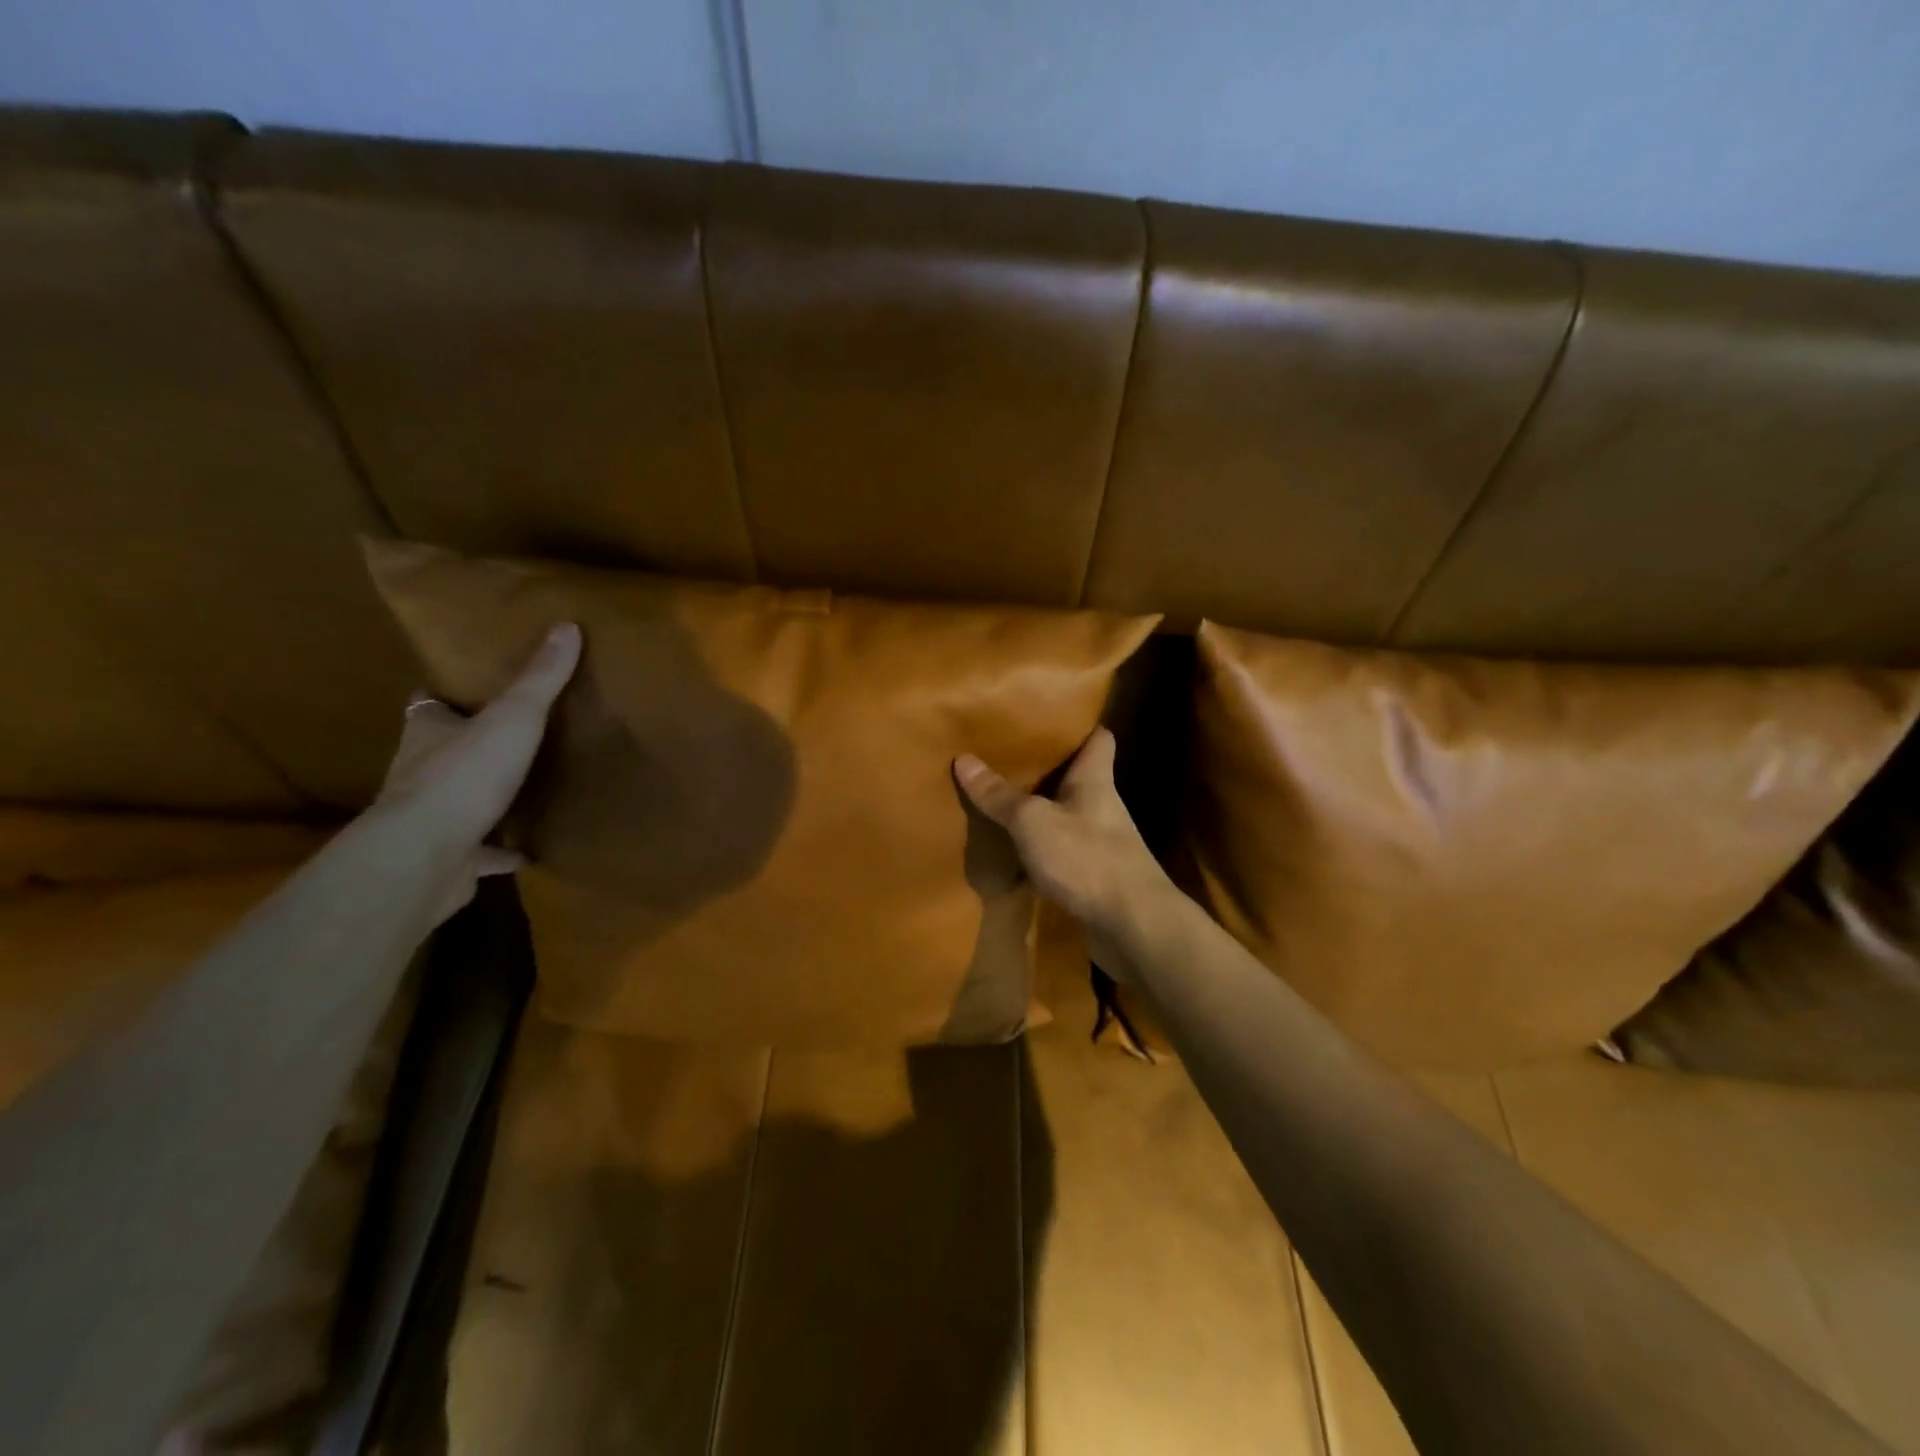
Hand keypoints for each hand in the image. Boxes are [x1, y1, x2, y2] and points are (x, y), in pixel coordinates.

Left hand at [376, 622, 581, 915]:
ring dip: (482, 796)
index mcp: (427, 732)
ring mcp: (431, 819)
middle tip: (507, 737)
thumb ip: (541, 678)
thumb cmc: (465, 775)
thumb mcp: (514, 716)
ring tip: (522, 790)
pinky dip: (499, 850)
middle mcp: (419, 772)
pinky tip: (527, 850)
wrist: (427, 856)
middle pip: (440, 750)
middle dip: (466, 744)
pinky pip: (480, 850)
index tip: (466, 690)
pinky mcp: (449, 857)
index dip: (445, 696)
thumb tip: (567, 624)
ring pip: (456, 801)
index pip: (427, 706)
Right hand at [954, 728, 1170, 959]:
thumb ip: (999, 795)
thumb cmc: (1087, 858)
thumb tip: (963, 758)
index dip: (1080, 725)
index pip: (1099, 739)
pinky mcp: (1094, 876)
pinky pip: (1063, 851)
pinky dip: (1041, 848)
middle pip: (1078, 776)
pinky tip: (1013, 851)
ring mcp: (1100, 842)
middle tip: (1008, 754)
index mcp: (1095, 780)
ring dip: (1042, 809)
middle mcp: (1102, 806)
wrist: (1133, 926)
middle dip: (1048, 767)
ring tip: (1003, 798)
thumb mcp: (1032, 822)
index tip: (1051, 715)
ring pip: (1067, 815)